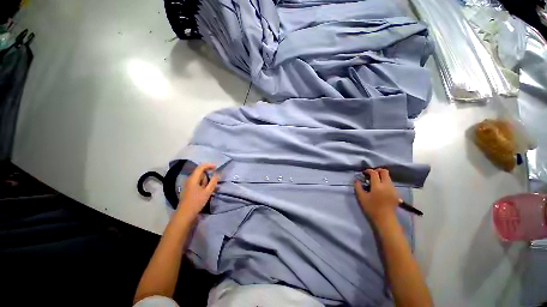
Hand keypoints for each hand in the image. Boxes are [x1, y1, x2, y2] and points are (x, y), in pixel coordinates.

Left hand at [178, 163, 219, 217]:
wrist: (185, 214)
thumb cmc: (197, 202)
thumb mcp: (207, 191)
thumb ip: (213, 181)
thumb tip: (217, 173)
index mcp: (193, 178)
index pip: (201, 167)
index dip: (209, 165)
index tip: (217, 167)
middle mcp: (189, 179)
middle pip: (200, 171)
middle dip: (208, 173)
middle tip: (215, 178)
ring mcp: (188, 184)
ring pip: (199, 177)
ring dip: (206, 179)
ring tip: (211, 185)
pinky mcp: (189, 188)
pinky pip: (197, 181)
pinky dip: (203, 182)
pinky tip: (206, 188)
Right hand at [354, 168, 399, 224]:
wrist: (385, 219)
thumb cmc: (371, 208)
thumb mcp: (361, 197)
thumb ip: (358, 187)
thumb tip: (357, 180)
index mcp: (378, 186)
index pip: (374, 173)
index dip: (368, 171)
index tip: (364, 173)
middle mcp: (387, 185)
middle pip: (384, 172)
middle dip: (377, 170)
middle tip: (371, 174)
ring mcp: (393, 189)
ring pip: (388, 177)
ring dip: (381, 176)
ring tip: (374, 182)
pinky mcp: (396, 193)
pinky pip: (390, 183)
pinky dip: (384, 182)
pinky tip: (380, 188)